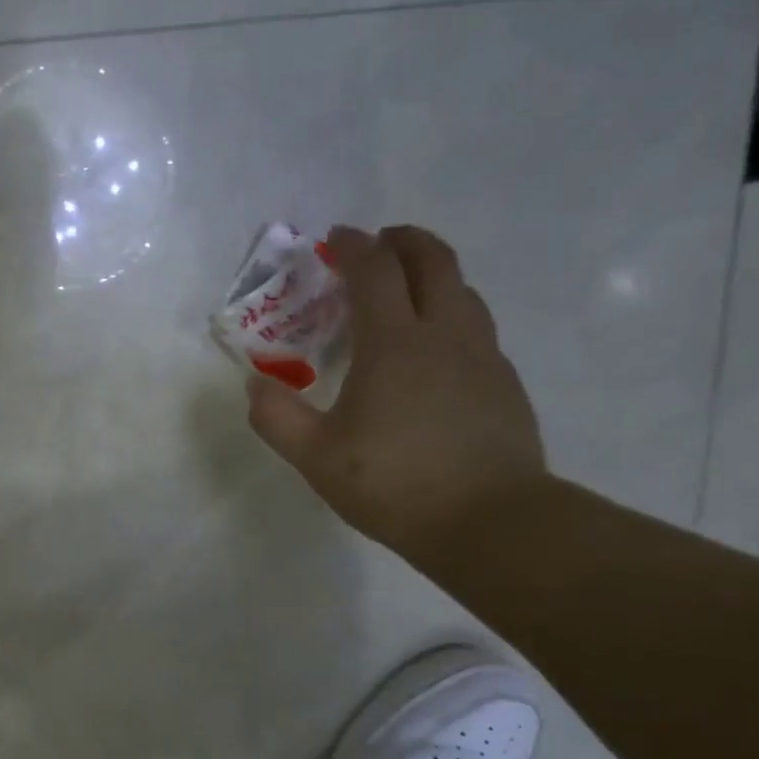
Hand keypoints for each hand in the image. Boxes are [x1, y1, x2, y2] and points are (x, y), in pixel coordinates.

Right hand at [246, 224, 546, 561]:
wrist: (488, 521)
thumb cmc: (393, 483)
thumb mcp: (315, 457)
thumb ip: (277, 417)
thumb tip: (254, 386)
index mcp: (394, 343)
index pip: (375, 271)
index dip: (354, 246)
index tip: (336, 237)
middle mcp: (444, 334)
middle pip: (433, 260)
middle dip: (403, 241)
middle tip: (378, 244)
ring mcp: (483, 356)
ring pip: (462, 291)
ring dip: (432, 274)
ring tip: (406, 292)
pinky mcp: (504, 382)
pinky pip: (476, 327)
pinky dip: (451, 314)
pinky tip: (435, 351)